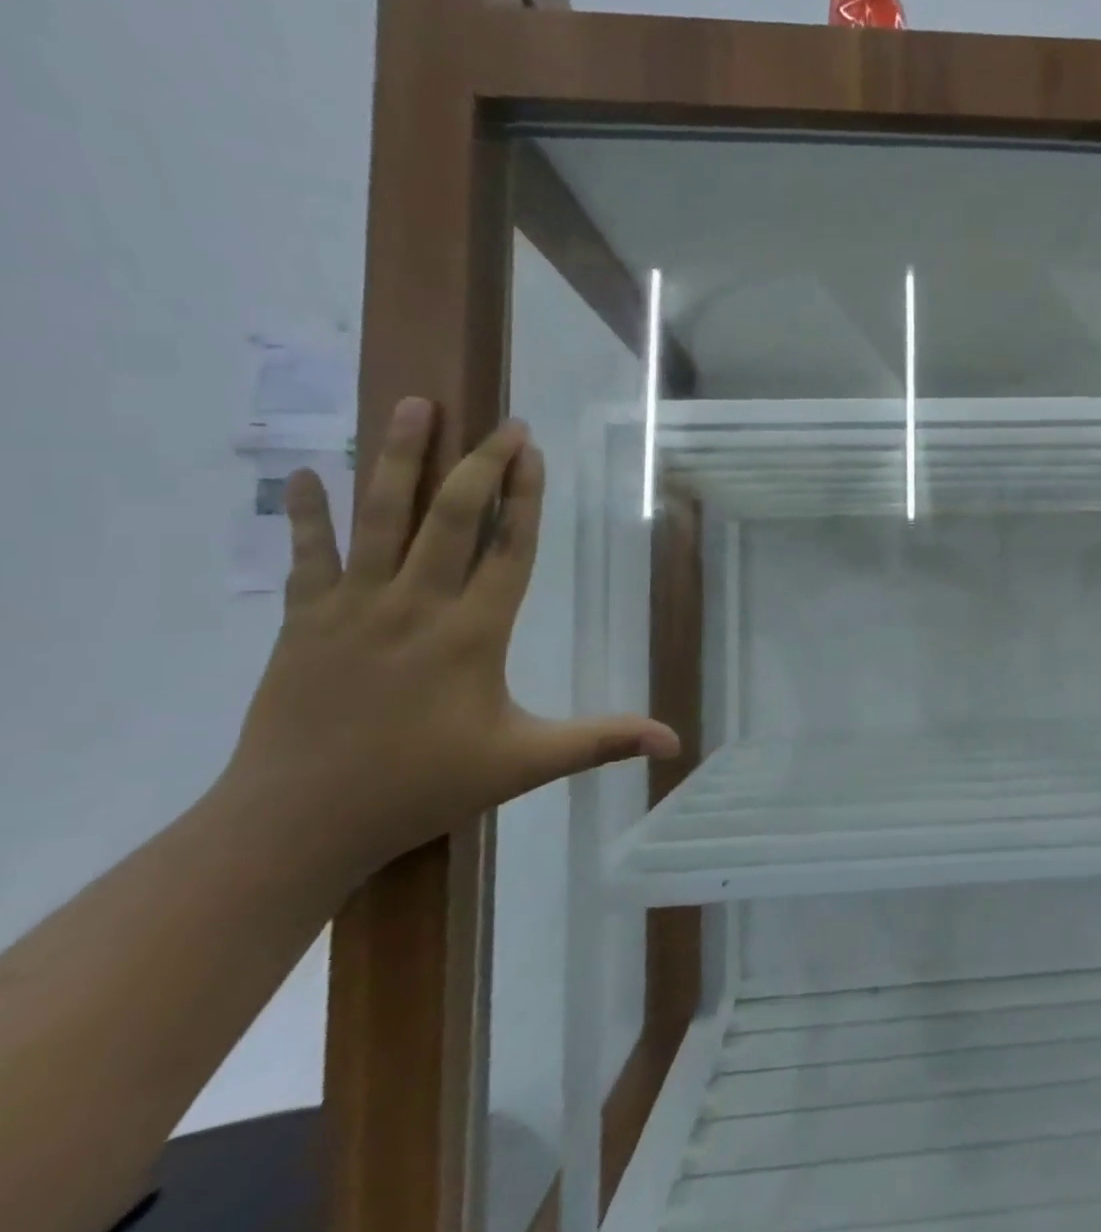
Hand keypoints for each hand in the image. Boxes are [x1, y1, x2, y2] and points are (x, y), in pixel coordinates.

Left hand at [216, 398, 678, 885]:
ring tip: (415, 406)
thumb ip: (601, 742)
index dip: (526, 497)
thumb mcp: (525, 765)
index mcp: (473, 634)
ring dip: (399, 458)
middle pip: (452, 517)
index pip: (509, 549)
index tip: (534, 451)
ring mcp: (355, 608)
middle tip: (502, 421)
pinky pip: (307, 555)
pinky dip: (306, 513)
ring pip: (382, 517)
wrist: (296, 825)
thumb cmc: (421, 788)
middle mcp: (417, 606)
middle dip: (481, 463)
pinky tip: (303, 472)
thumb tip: (674, 742)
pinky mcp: (305, 621)